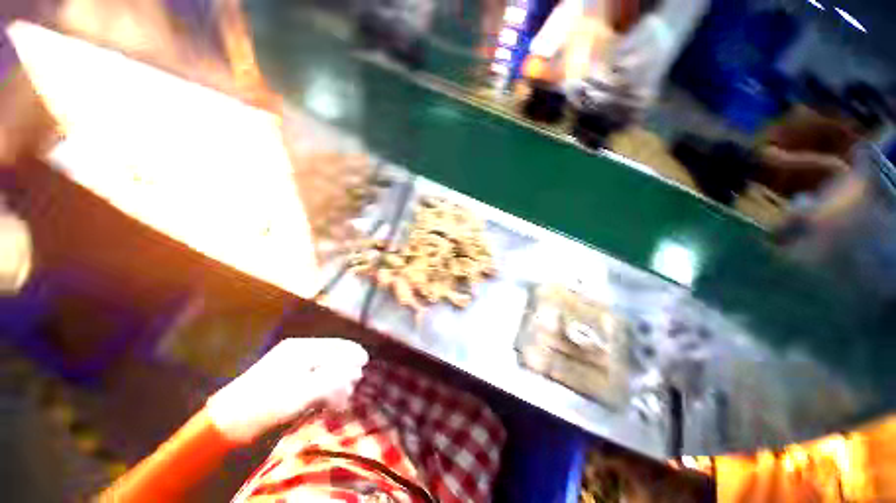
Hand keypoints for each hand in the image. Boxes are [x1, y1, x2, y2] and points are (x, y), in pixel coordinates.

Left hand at [205, 338, 367, 442]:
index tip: (365, 362)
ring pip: (321, 368)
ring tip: (341, 399)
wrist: (226, 421)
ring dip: (334, 381)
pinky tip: (325, 400)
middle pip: (330, 356)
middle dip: (344, 370)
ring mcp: (289, 365)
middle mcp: (296, 352)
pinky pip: (311, 378)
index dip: (352, 352)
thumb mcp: (302, 392)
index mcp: (300, 348)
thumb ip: (332, 379)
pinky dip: (322, 387)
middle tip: (352, 387)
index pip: (335, 345)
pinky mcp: (283, 379)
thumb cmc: (266, 403)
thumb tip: (354, 370)